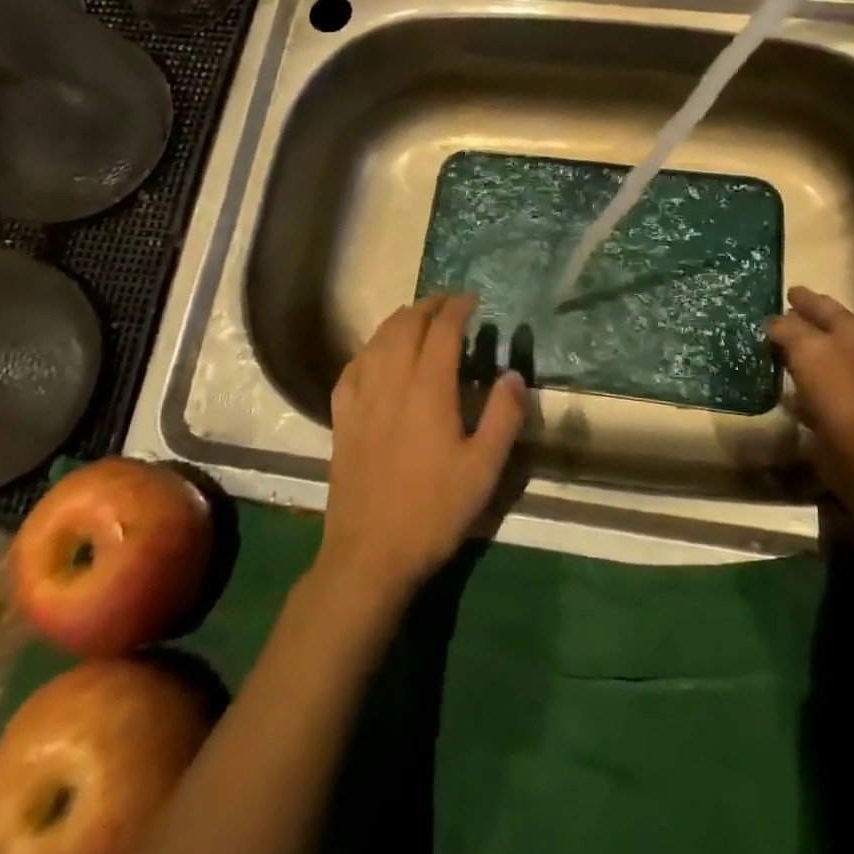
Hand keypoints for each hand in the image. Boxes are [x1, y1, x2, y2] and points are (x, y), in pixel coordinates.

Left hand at [318, 294, 526, 607]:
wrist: (369, 554)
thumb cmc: (433, 510)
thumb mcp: (484, 469)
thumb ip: (503, 417)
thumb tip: (512, 374)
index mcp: (429, 389)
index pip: (443, 331)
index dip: (457, 308)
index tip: (471, 298)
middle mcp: (392, 382)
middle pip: (406, 326)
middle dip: (427, 306)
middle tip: (447, 302)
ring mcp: (361, 400)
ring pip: (376, 341)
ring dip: (398, 321)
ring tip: (415, 317)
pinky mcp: (341, 420)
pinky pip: (351, 369)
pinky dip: (367, 350)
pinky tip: (373, 355)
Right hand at [768, 287, 853, 503]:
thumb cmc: (839, 391)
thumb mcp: (808, 348)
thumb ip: (788, 329)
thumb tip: (772, 321)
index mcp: (852, 332)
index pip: (824, 304)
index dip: (804, 297)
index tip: (784, 290)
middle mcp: (853, 354)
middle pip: (820, 332)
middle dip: (795, 325)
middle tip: (763, 319)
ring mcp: (846, 385)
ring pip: (813, 361)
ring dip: (791, 355)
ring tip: (763, 349)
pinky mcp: (836, 413)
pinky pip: (809, 391)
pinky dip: (793, 387)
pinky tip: (774, 387)